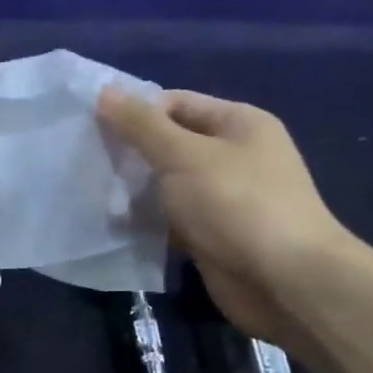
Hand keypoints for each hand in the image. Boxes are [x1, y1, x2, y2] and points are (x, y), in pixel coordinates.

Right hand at [98, 88, 356, 344]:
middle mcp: (234, 156)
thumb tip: (104, 91)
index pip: (176, 103)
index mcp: (238, 124)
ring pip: (168, 184)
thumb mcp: (184, 155)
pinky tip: (116, 225)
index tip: (93, 129)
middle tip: (88, 162)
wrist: (284, 281)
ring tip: (94, 194)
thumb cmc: (236, 205)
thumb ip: (141, 125)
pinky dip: (148, 221)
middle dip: (132, 152)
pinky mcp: (213, 235)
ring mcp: (224, 198)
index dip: (136, 112)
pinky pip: (172, 218)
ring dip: (135, 189)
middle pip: (170, 143)